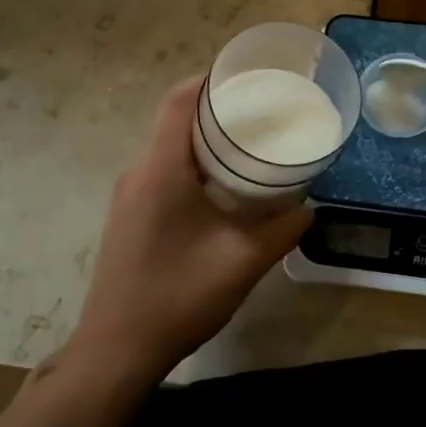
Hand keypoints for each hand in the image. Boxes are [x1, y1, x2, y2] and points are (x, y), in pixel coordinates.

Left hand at [69, 76, 310, 381]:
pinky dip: (192, 161)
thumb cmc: (178, 295)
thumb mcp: (242, 260)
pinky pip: (161, 169)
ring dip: (203, 137)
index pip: (179, 100)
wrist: (116, 350)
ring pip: (168, 145)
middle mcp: (139, 171)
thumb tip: (310, 207)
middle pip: (174, 118)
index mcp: (161, 168)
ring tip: (248, 142)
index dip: (210, 79)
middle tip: (261, 110)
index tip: (247, 76)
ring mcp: (129, 194)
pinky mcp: (128, 214)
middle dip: (216, 107)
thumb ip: (282, 229)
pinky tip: (221, 184)